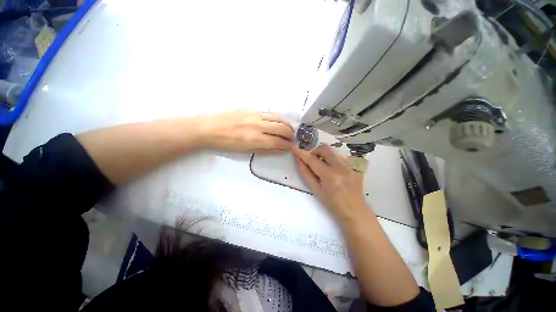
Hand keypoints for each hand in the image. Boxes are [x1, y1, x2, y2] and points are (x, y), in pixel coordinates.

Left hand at [201, 110, 293, 152]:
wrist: (208, 128)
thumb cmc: (226, 144)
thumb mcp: (246, 151)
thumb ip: (265, 150)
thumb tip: (280, 149)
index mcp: (255, 139)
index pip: (278, 142)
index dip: (287, 145)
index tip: (290, 147)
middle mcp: (258, 125)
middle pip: (281, 128)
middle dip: (290, 134)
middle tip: (292, 138)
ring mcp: (255, 115)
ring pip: (278, 118)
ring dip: (287, 124)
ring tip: (289, 129)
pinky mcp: (251, 109)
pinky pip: (270, 113)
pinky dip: (278, 118)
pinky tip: (279, 121)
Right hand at [292, 145, 369, 222]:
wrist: (355, 212)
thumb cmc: (332, 205)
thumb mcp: (316, 190)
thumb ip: (306, 174)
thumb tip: (299, 160)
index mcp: (330, 176)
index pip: (313, 160)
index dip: (302, 153)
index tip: (294, 149)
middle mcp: (341, 167)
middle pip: (325, 148)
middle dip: (315, 152)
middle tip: (312, 162)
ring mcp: (350, 166)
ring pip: (332, 152)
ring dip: (323, 156)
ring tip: (322, 168)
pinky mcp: (354, 167)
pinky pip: (340, 157)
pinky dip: (332, 160)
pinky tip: (333, 172)